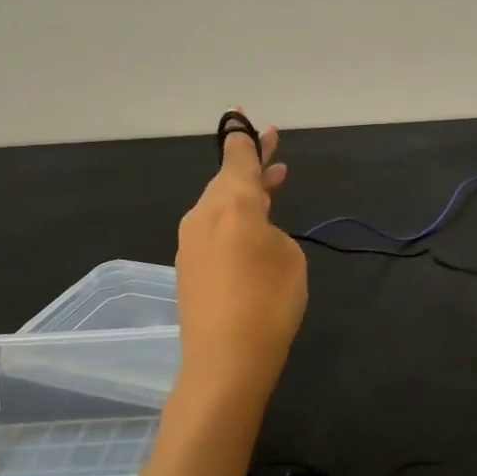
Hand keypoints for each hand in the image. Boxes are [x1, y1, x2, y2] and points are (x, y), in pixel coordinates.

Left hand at [175, 115, 306, 404]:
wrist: (226, 361)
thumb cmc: (269, 302)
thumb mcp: (288, 256)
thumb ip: (271, 229)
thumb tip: (254, 231)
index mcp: (232, 203)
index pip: (238, 158)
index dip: (245, 137)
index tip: (242, 113)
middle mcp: (205, 214)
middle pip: (229, 178)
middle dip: (252, 161)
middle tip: (273, 140)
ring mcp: (192, 241)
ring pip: (221, 203)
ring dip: (246, 191)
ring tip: (274, 180)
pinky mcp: (188, 266)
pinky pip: (214, 227)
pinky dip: (234, 216)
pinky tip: (253, 226)